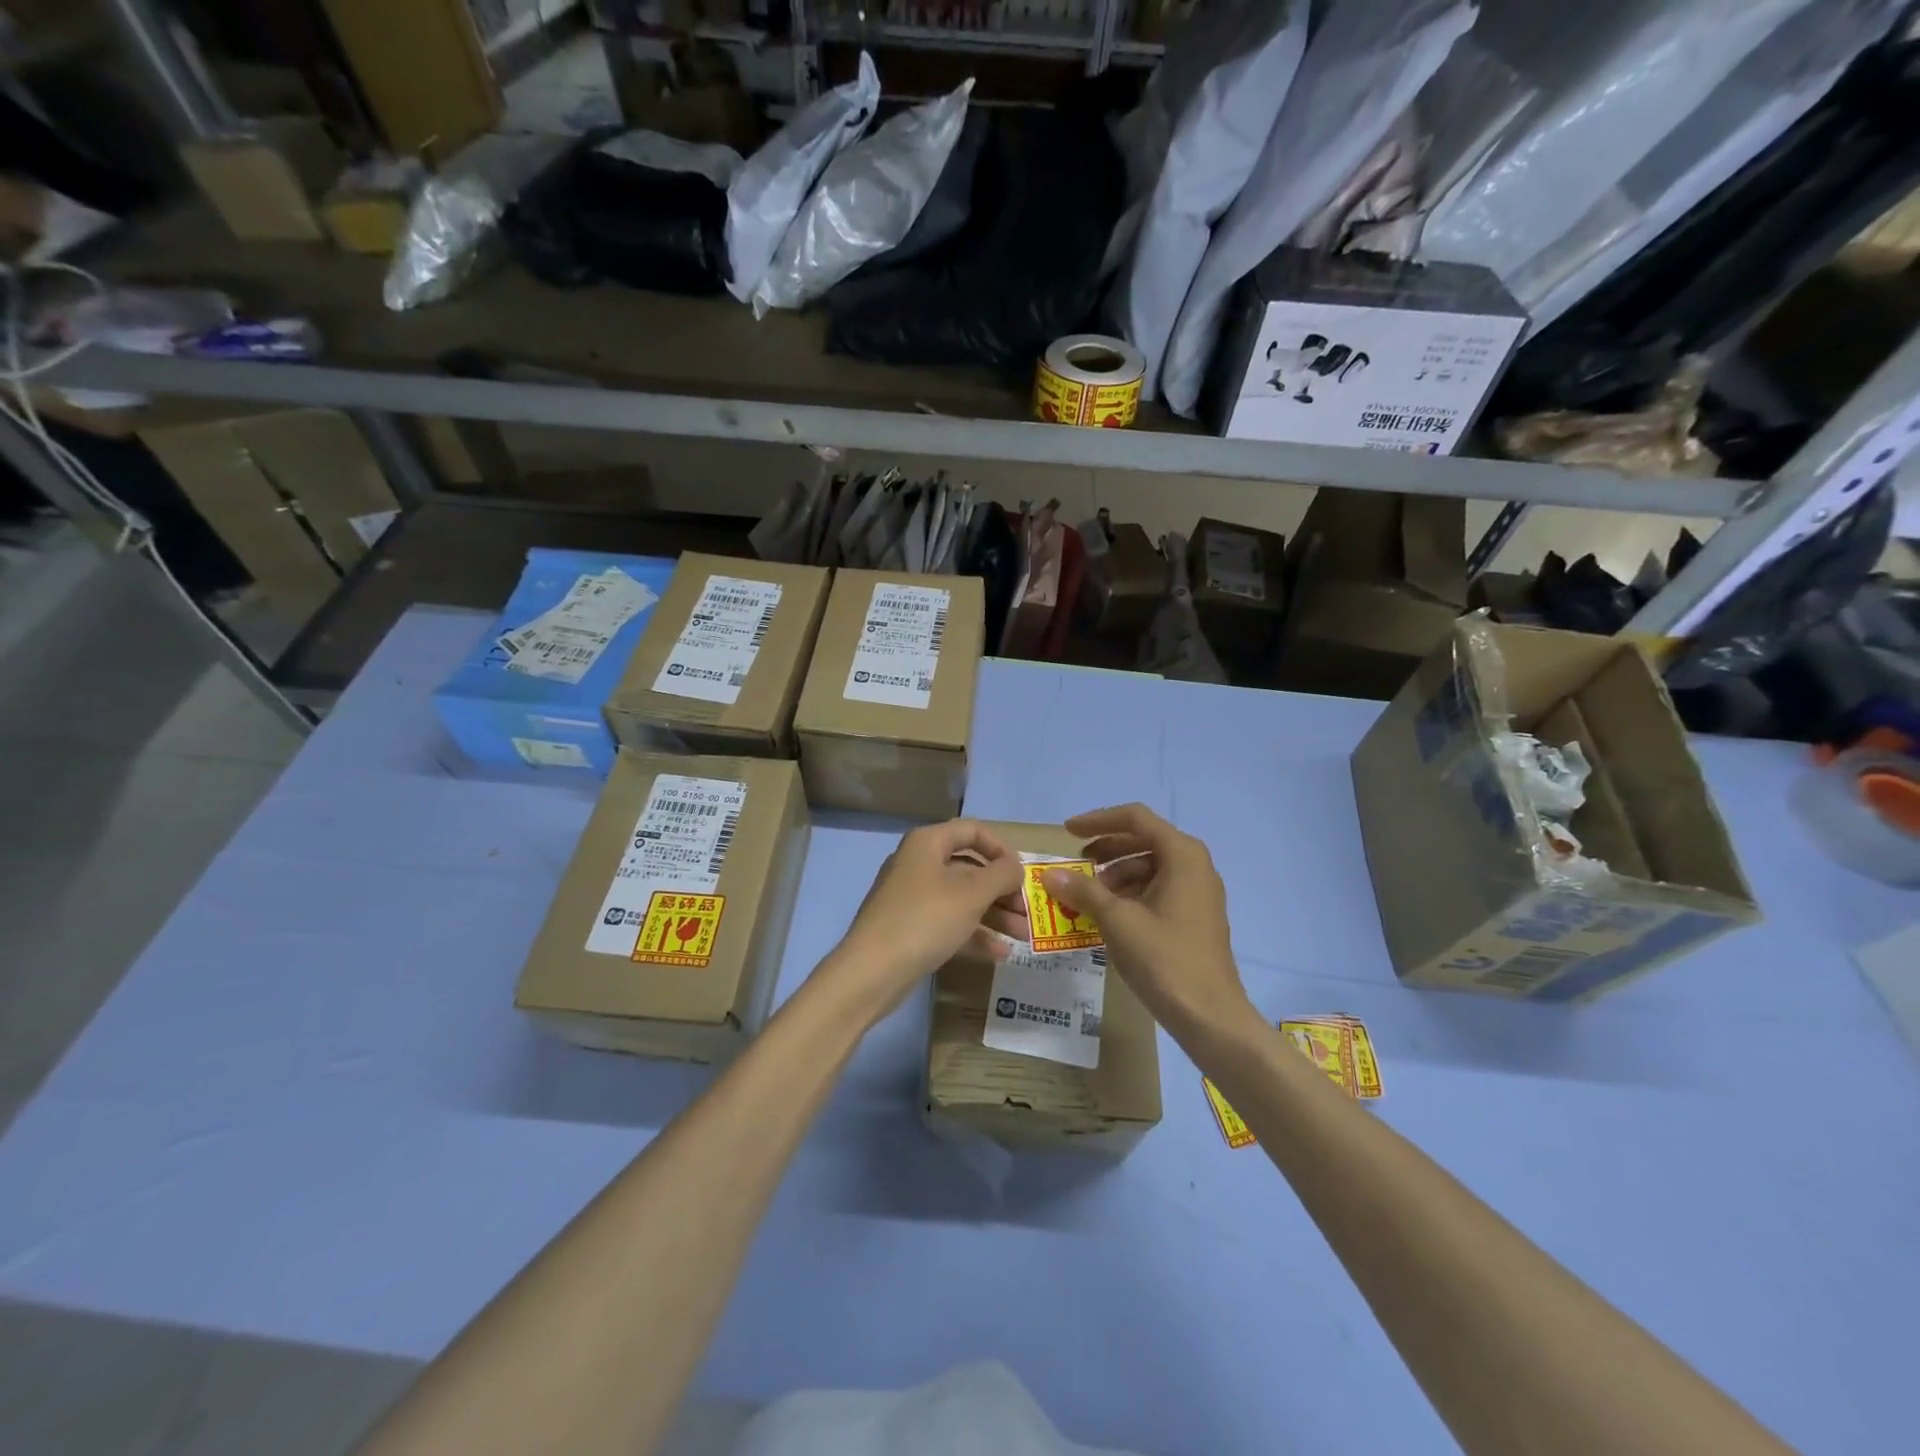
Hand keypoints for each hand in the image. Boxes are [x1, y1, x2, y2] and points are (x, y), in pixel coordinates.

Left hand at [827, 819, 1023, 1016]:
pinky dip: (974, 933)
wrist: (871, 972)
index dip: (1002, 848)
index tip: (1023, 872)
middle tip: (1028, 911)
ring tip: (1023, 935)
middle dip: (1002, 889)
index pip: (972, 830)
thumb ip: (1001, 875)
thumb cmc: (925, 920)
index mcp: (928, 843)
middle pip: (969, 867)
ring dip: (995, 914)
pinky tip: (1001, 953)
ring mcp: (912, 897)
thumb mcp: (971, 894)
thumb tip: (1016, 866)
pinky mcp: (910, 928)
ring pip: (962, 898)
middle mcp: (918, 863)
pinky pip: (949, 923)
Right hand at [1000, 804, 1255, 1042]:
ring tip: (1087, 896)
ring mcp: (1197, 892)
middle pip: (1143, 840)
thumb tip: (1050, 875)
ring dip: (1115, 874)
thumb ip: (1083, 891)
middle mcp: (1194, 865)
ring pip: (1149, 867)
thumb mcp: (1117, 921)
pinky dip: (1130, 894)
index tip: (1067, 831)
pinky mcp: (1194, 916)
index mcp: (1182, 855)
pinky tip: (1107, 915)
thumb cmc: (1165, 959)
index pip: (1135, 819)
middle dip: (1106, 849)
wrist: (1210, 1016)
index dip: (1098, 820)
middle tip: (1076, 863)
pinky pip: (1157, 890)